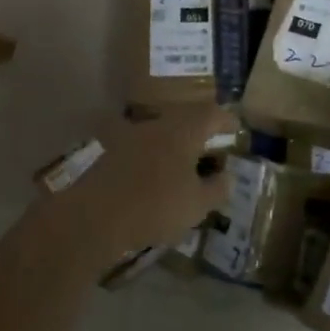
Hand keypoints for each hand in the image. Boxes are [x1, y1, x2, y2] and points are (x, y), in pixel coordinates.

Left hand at [45, 104, 236, 266]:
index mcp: (183, 130)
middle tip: (212, 152)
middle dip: (201, 134)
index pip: (211, 114)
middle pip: (185, 120)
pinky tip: (156, 181)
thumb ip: (217, 188)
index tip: (236, 131)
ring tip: (186, 169)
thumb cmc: (155, 206)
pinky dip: (155, 159)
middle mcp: (157, 125)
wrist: (93, 217)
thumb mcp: (197, 204)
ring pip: (162, 134)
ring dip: (176, 147)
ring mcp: (130, 136)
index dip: (226, 121)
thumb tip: (226, 176)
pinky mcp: (111, 154)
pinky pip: (143, 149)